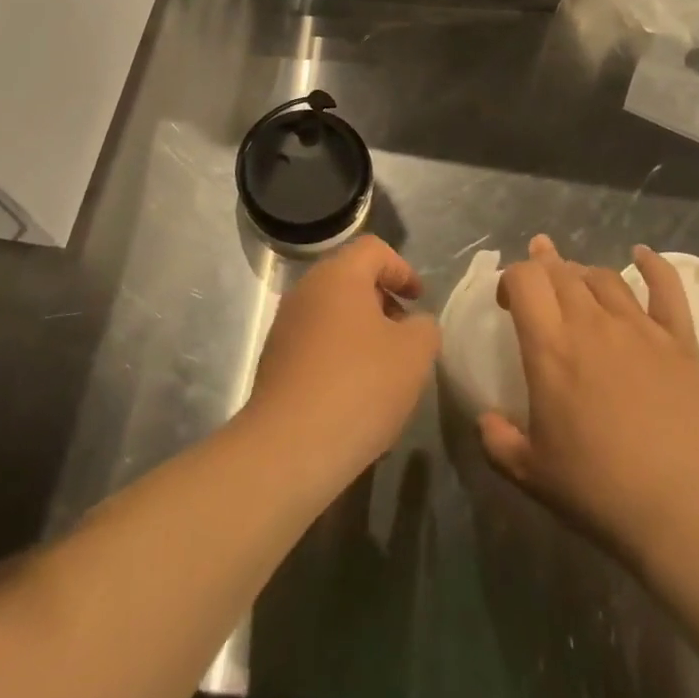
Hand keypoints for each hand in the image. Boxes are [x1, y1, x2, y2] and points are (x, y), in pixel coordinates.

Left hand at [243, 235, 439, 484]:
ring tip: (384, 372)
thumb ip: (424, 328)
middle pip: (351, 280)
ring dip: (361, 332)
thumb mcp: (414, 354)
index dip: (402, 269)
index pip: (374, 250)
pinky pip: (316, 345)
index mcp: (338, 275)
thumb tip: (414, 325)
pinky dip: (339, 357)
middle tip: (404, 336)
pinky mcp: (274, 362)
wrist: (289, 447)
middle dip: (382, 303)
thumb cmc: (359, 386)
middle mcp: (306, 290)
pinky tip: (354, 396)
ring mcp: (285, 326)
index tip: (419, 300)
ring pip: (333, 314)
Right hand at [478, 236, 698, 563]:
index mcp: (550, 347)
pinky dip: (653, 266)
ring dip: (584, 274)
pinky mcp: (679, 340)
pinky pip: (666, 287)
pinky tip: (641, 254)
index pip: (524, 280)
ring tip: (578, 284)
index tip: (509, 303)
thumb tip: (485, 419)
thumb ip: (498, 441)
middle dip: (544, 268)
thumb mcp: (530, 474)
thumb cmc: (598, 490)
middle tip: (539, 284)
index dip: (511, 279)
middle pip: (562, 271)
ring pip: (604, 276)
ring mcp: (639, 327)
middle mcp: (591, 323)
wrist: (682, 509)